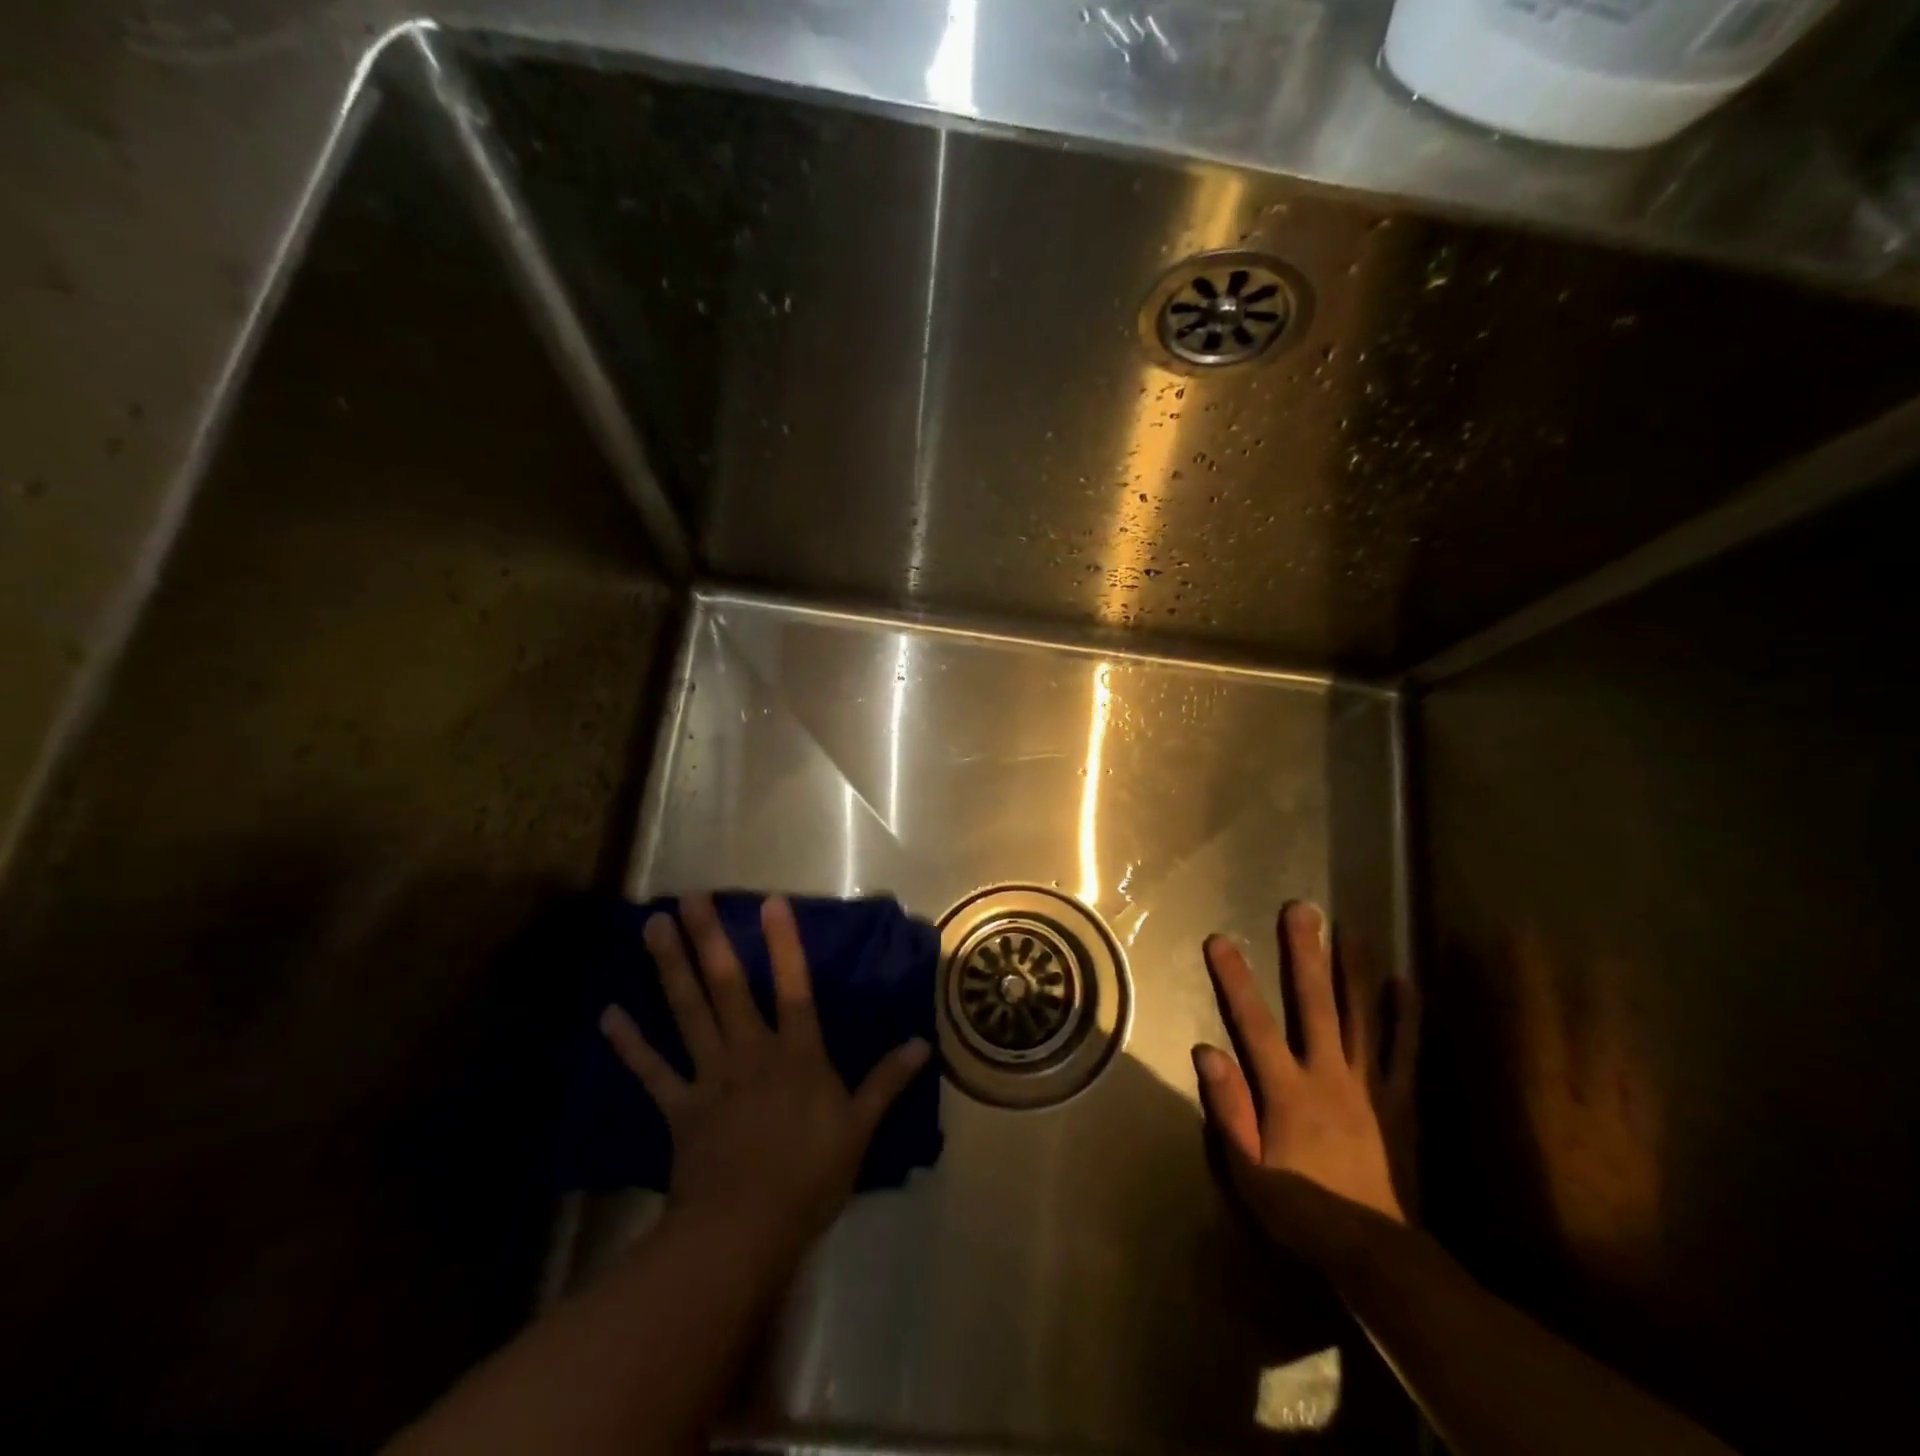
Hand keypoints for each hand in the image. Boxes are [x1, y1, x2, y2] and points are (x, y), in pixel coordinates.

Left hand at [600, 893, 930, 1254]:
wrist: (745, 1230)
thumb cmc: (810, 1176)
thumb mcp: (859, 1128)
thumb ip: (887, 1082)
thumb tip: (922, 1045)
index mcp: (796, 1053)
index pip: (794, 987)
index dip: (784, 944)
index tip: (769, 901)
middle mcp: (750, 1051)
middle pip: (728, 986)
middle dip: (709, 939)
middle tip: (689, 897)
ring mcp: (710, 1075)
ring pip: (688, 1011)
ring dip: (669, 968)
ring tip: (652, 927)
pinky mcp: (679, 1106)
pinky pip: (653, 1070)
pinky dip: (630, 1044)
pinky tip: (609, 1015)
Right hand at [1193, 900, 1416, 1266]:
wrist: (1375, 1253)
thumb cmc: (1300, 1209)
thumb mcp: (1247, 1170)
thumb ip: (1229, 1109)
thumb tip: (1207, 1051)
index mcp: (1287, 1090)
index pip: (1253, 1024)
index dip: (1235, 980)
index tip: (1220, 940)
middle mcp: (1329, 1075)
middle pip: (1315, 1004)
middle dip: (1306, 954)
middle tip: (1302, 910)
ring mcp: (1369, 1085)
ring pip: (1362, 1017)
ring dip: (1355, 971)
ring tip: (1353, 930)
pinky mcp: (1399, 1101)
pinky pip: (1404, 1053)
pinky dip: (1406, 1017)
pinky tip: (1406, 983)